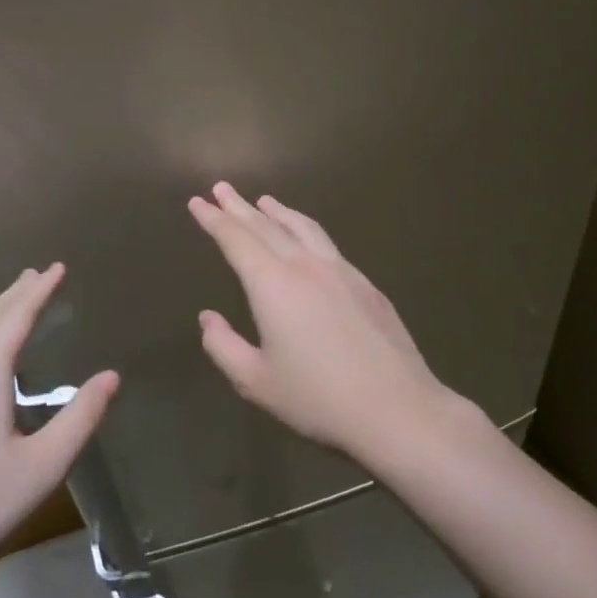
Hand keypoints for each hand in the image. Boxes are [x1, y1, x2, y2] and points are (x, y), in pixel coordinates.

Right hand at [188, 183, 449, 457]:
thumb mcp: (256, 382)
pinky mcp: (366, 285)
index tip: (197, 202)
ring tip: (264, 200)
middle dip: (240, 207)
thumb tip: (208, 319)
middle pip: (267, 226)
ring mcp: (341, 272)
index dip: (214, 220)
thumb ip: (223, 346)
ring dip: (279, 212)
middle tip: (221, 188)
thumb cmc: (318, 399)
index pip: (236, 240)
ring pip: (303, 228)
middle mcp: (306, 267)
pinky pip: (327, 244)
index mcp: (273, 285)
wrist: (399, 410)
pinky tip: (307, 240)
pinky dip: (306, 230)